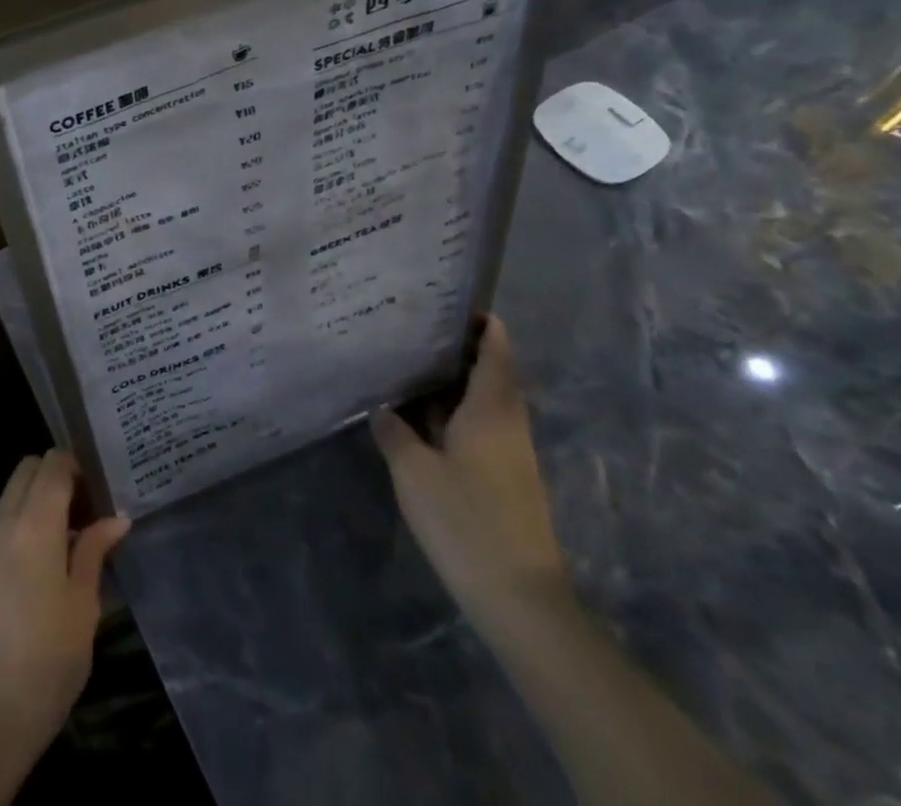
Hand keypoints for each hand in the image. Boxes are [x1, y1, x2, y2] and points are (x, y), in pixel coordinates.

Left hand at [0, 451, 130, 781]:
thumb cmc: (48, 661)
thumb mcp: (84, 606)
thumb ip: (95, 551)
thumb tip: (116, 517)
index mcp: (35, 525)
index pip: (52, 465)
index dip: (77, 465)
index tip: (99, 488)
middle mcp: (3, 522)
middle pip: (27, 470)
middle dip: (55, 475)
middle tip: (85, 509)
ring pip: (11, 493)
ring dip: (37, 498)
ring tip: (68, 536)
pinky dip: (21, 520)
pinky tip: (42, 559)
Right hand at [372, 316, 568, 631]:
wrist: (519, 599)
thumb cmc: (466, 520)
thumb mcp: (413, 470)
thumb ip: (393, 431)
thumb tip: (381, 407)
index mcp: (492, 408)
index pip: (496, 347)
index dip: (478, 321)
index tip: (443, 300)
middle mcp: (507, 422)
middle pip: (488, 369)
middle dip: (454, 347)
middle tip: (409, 326)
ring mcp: (509, 451)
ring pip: (481, 399)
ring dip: (450, 381)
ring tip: (405, 362)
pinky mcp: (504, 477)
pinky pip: (478, 425)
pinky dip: (451, 410)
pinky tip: (417, 415)